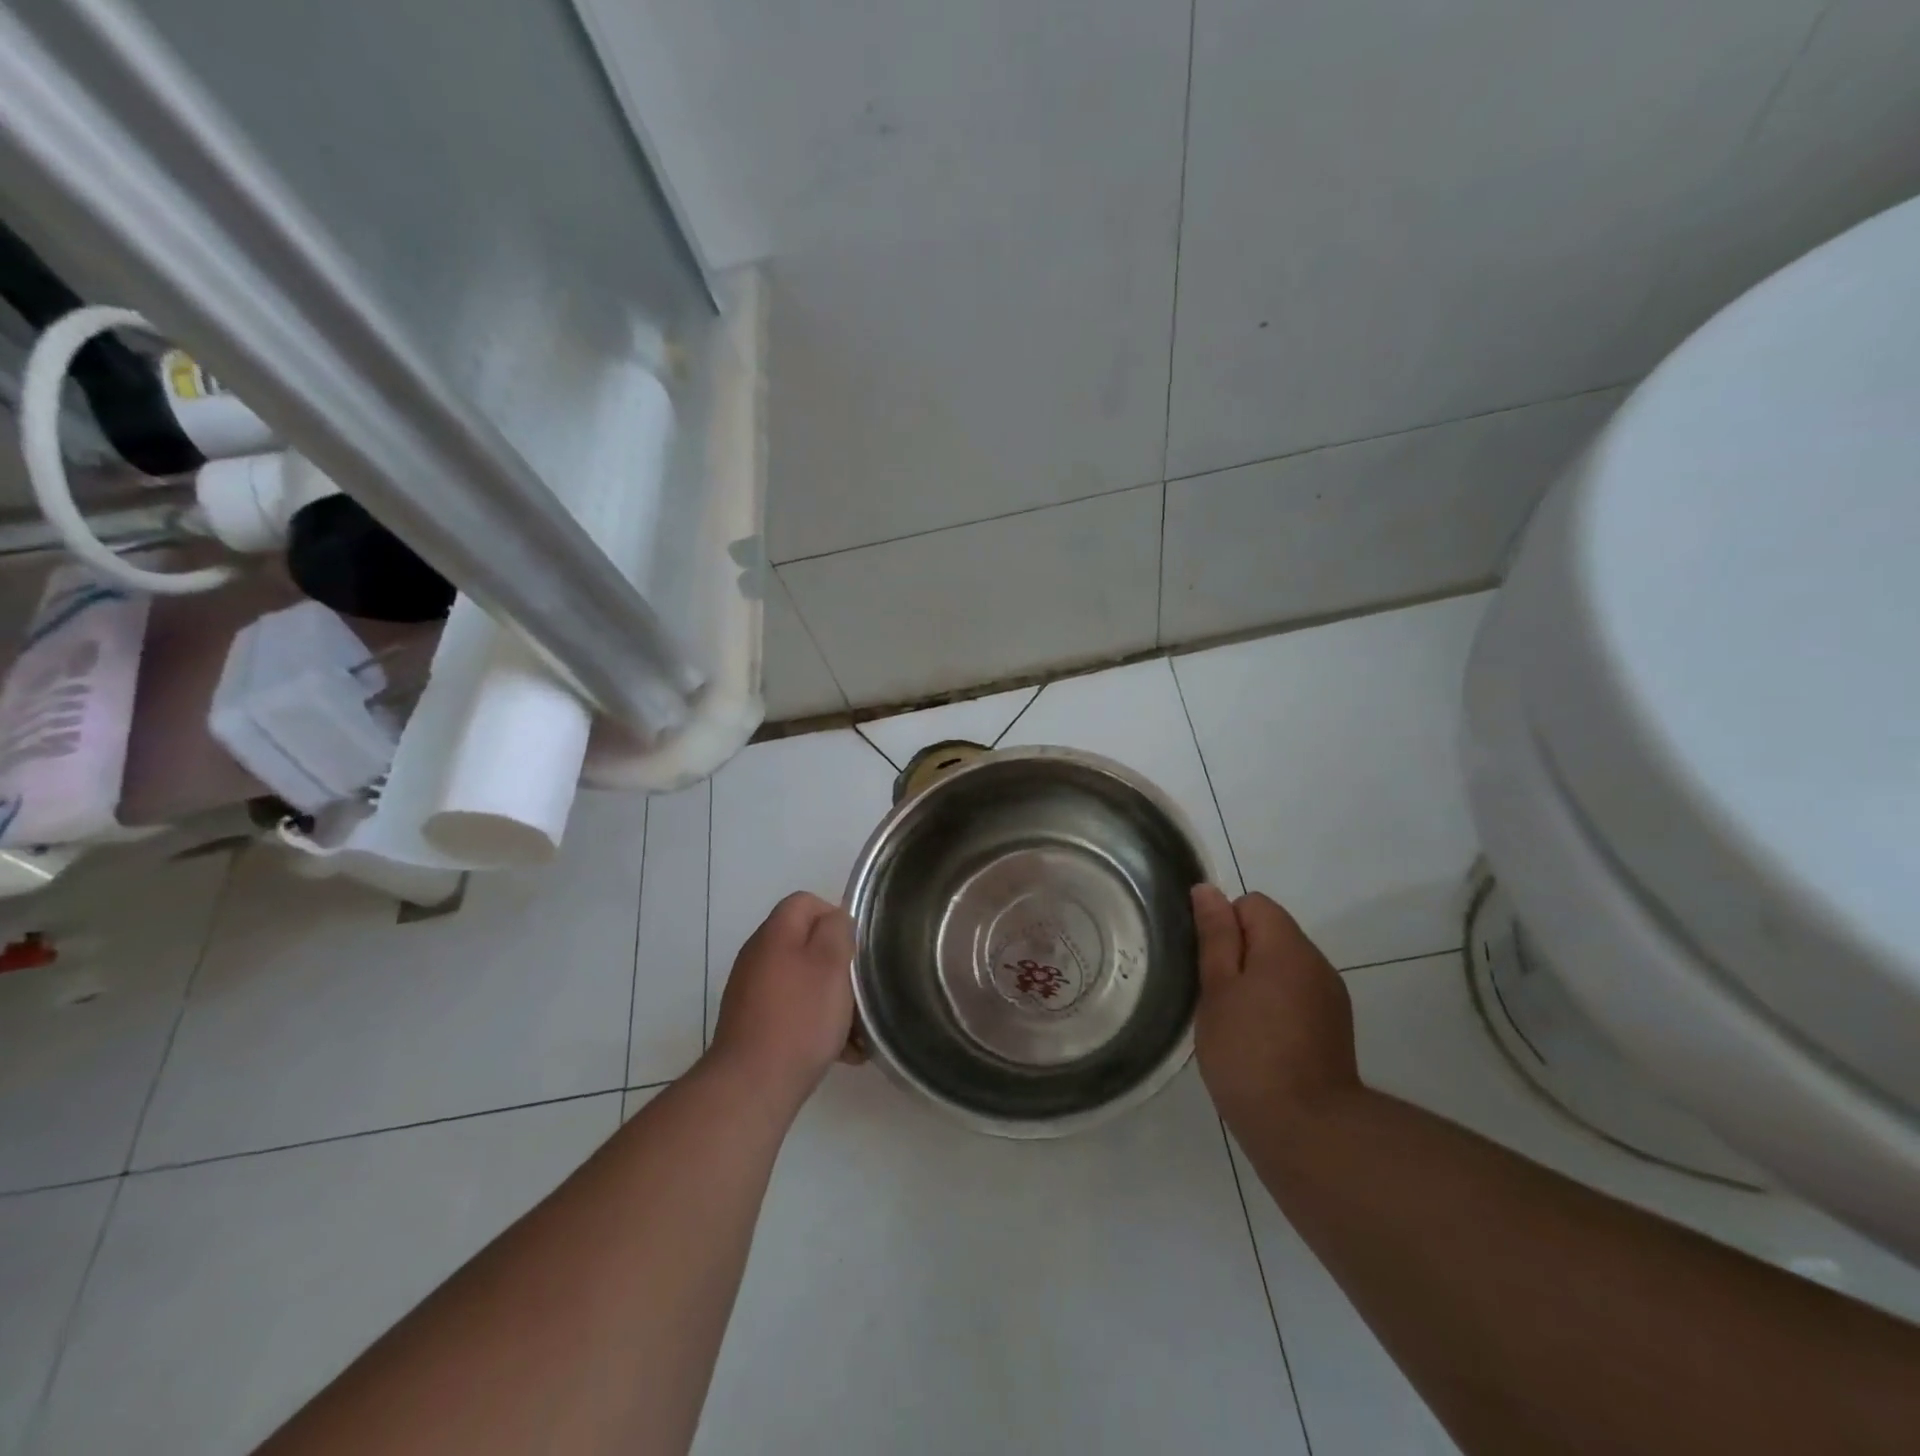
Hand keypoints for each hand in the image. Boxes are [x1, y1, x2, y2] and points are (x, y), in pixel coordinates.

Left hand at [708, 892, 858, 1115]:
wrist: (751, 1086)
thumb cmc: (799, 1018)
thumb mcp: (830, 964)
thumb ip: (836, 930)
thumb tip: (835, 919)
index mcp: (774, 934)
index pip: (805, 902)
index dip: (835, 917)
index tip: (855, 949)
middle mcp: (758, 956)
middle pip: (806, 943)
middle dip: (837, 965)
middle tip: (858, 991)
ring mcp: (751, 992)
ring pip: (802, 980)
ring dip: (831, 999)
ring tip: (854, 1030)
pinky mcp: (753, 1024)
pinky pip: (792, 1010)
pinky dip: (814, 1023)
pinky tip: (839, 1052)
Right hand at [1191, 885, 1361, 1134]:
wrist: (1307, 1131)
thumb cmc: (1248, 1053)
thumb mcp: (1217, 989)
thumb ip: (1215, 937)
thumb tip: (1208, 891)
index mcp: (1287, 946)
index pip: (1252, 903)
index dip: (1224, 925)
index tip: (1209, 965)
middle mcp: (1317, 963)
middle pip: (1271, 932)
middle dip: (1239, 953)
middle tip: (1216, 997)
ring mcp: (1331, 997)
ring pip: (1284, 966)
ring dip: (1258, 980)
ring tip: (1236, 1022)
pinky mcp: (1335, 1028)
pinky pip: (1298, 995)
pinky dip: (1276, 1005)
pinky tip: (1261, 1042)